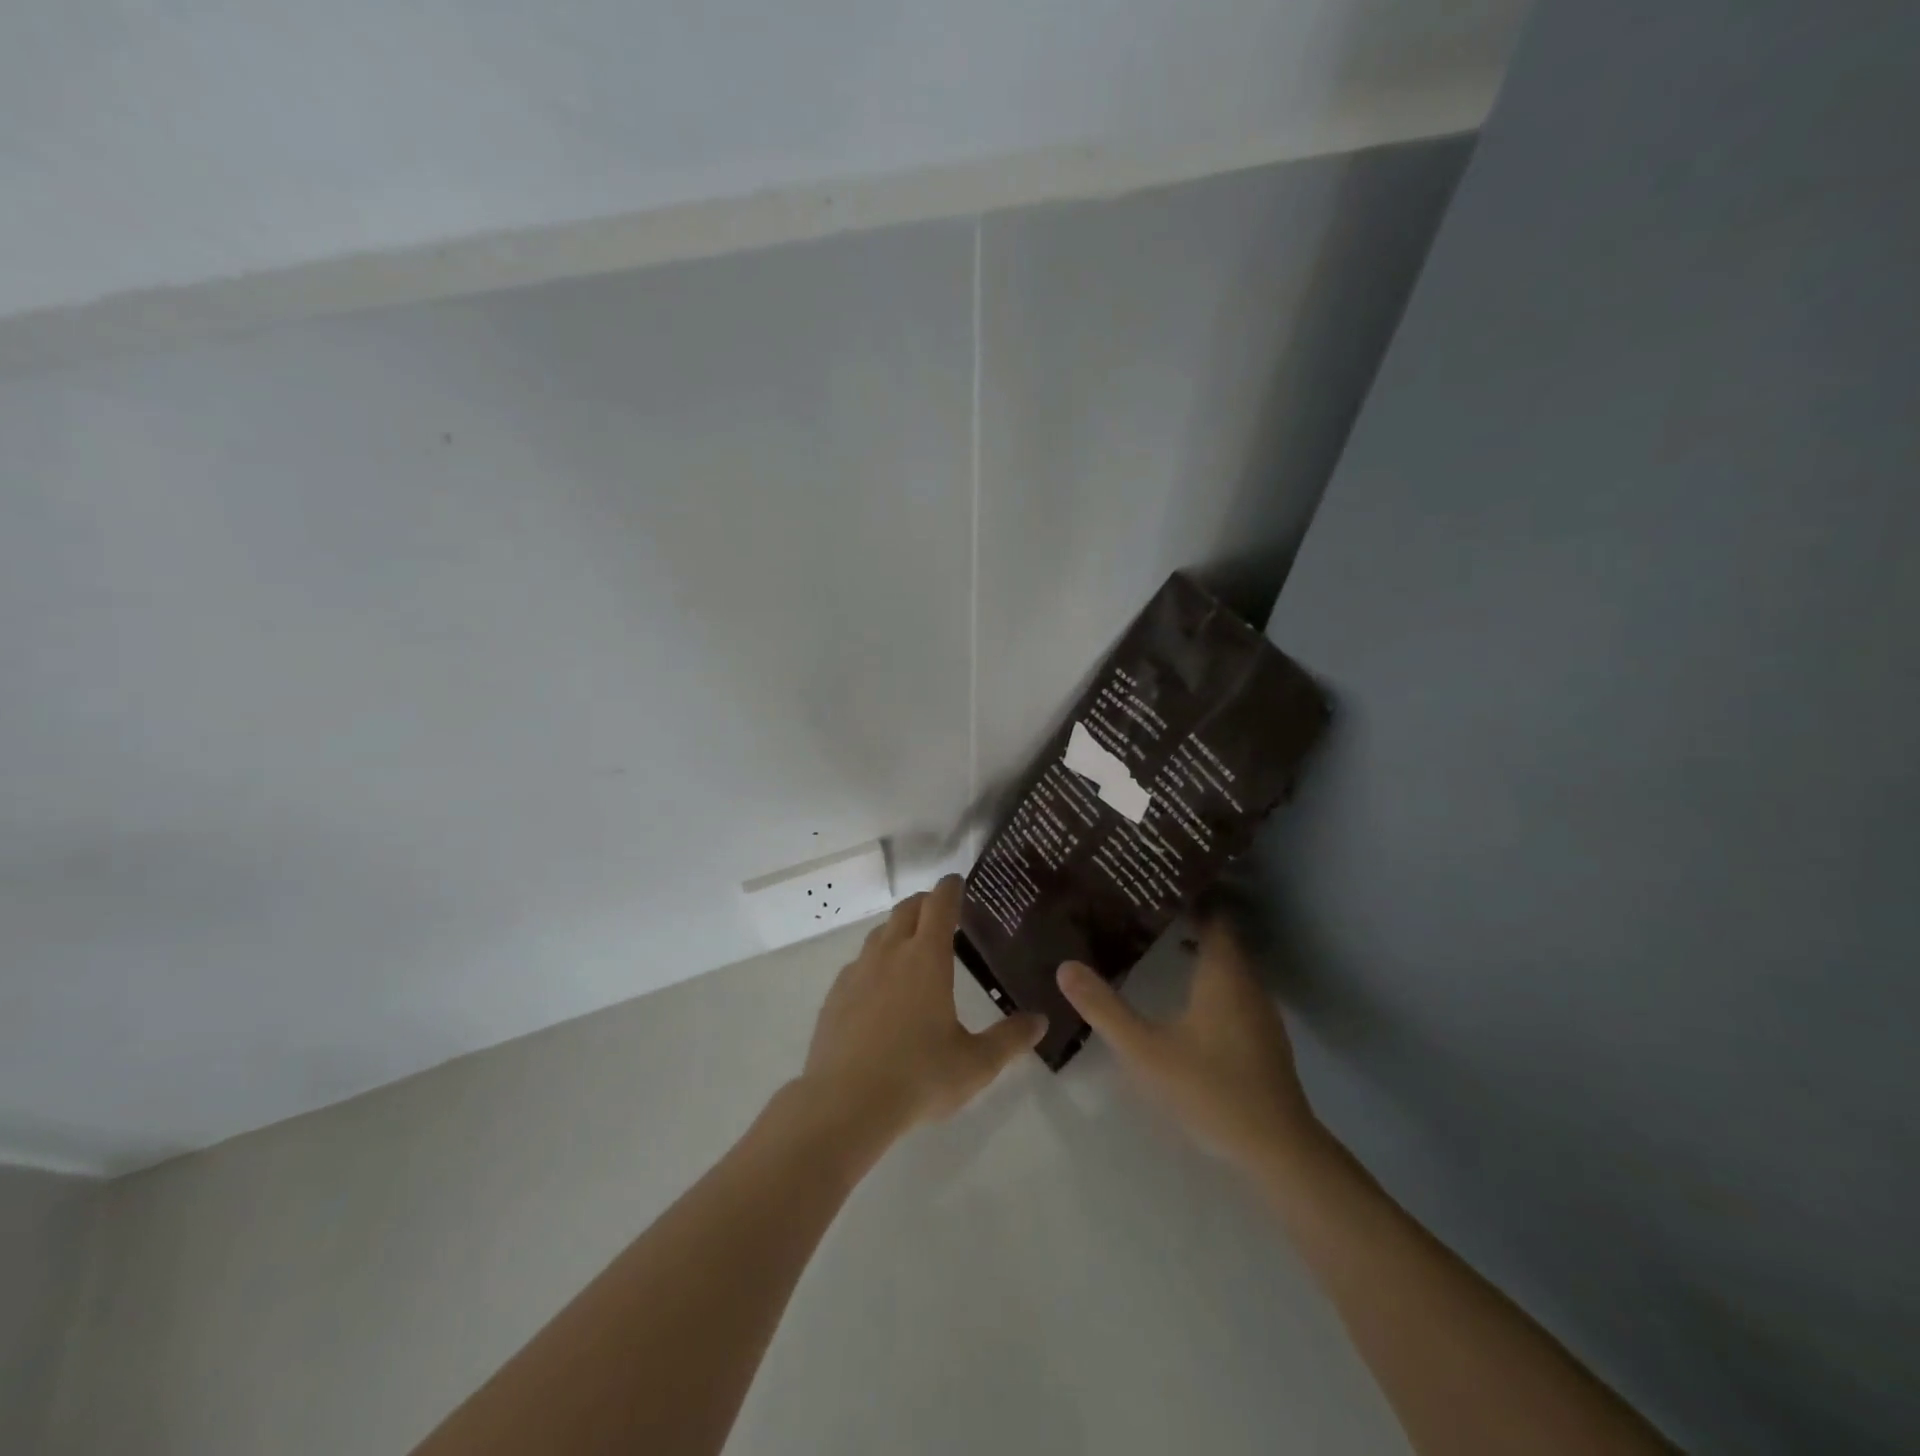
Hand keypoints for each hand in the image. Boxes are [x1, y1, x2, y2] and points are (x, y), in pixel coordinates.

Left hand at [802, 875, 1045, 1139]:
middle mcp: (890, 953)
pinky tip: (880, 987)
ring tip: (912, 945)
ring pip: (879, 933)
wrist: (844, 1104)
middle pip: (906, 910)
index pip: (939, 905)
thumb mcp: (976, 1063)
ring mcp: (858, 971)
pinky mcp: (835, 994)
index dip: (950, 888)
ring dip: (898, 928)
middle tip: (940, 910)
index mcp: (926, 958)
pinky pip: (859, 963)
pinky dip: (875, 960)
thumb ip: (1010, 1039)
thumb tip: (1040, 1020)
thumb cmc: (918, 1077)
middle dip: (925, 902)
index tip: (957, 881)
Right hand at [1057, 919, 1321, 1173]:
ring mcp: (1259, 1009)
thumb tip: (1064, 966)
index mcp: (1223, 972)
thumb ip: (1104, 1008)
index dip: (1185, 895)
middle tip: (1142, 909)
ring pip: (1228, 962)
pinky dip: (1210, 975)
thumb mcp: (1146, 1050)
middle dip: (1186, 918)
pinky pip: (1234, 986)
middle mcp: (1247, 981)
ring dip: (1198, 948)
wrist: (1278, 1149)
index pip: (1212, 913)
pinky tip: (1184, 992)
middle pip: (1220, 934)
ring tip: (1155, 941)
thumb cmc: (1211, 1089)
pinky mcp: (1262, 1034)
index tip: (1151, 884)